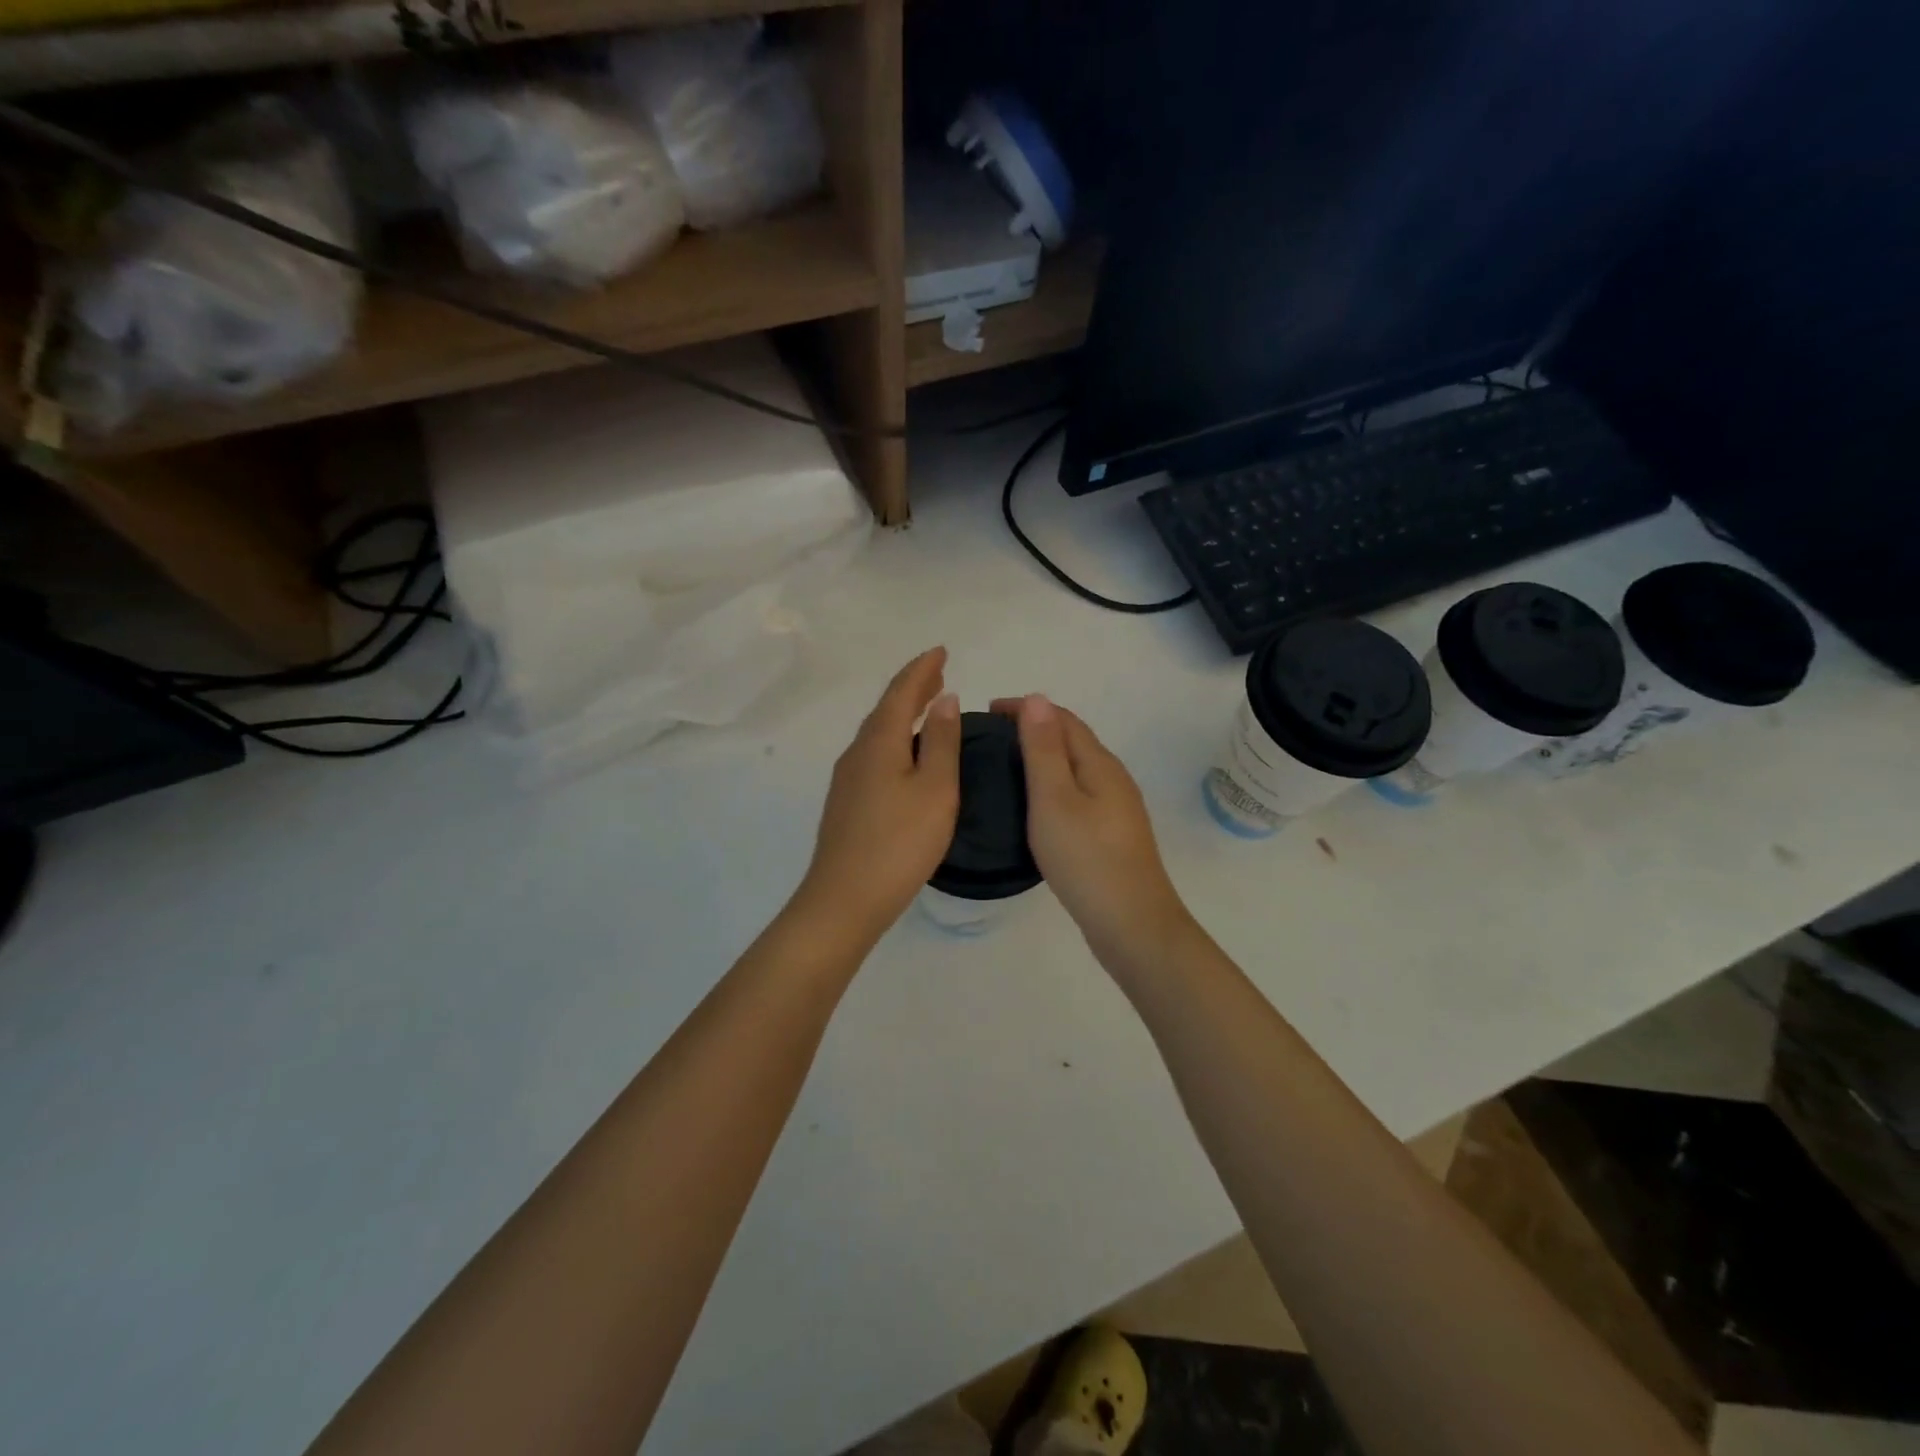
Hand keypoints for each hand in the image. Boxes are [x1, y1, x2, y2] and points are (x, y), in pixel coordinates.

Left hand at [798, 648, 961, 946]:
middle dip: (912, 688)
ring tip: (929, 708)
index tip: (942, 651)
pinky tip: (907, 756)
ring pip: (878, 733)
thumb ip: (941, 742)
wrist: (845, 899)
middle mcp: (857, 753)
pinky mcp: (847, 803)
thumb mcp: (935, 789)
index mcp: (879, 742)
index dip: (922, 669)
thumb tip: (944, 700)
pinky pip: (874, 754)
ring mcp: (847, 779)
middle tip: (938, 675)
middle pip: (885, 709)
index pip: (901, 692)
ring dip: (903, 715)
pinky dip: (895, 740)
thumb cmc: (899, 842)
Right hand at [990, 695, 1193, 963]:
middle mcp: (1113, 778)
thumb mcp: (1054, 799)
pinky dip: (1053, 785)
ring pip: (1076, 768)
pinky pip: (1078, 793)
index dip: (1026, 708)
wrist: (1131, 924)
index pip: (1062, 719)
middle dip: (1034, 729)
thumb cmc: (1086, 858)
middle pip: (1072, 740)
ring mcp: (1116, 808)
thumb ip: (1043, 750)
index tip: (987, 712)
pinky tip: (1036, 806)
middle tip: (991, 739)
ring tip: (1006, 767)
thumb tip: (1036, 698)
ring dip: (1043, 757)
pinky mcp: (1112, 834)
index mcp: (1100, 764)